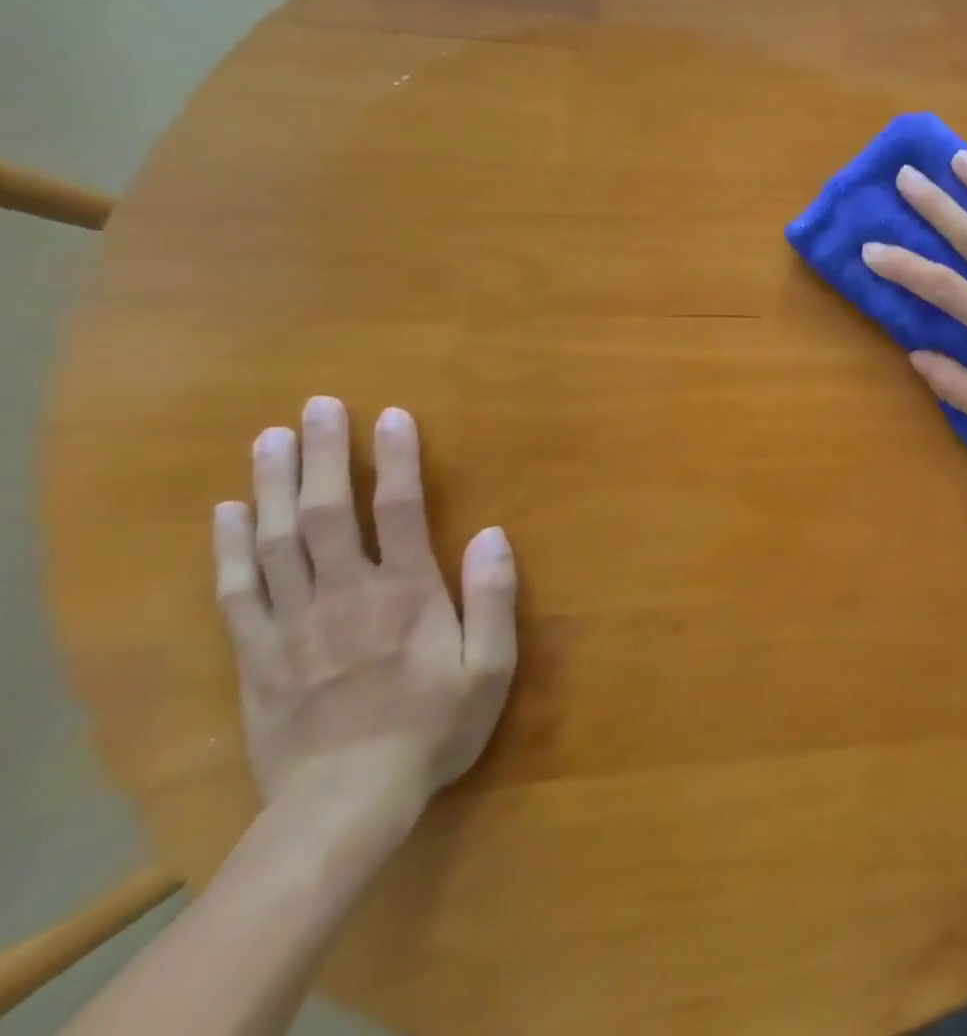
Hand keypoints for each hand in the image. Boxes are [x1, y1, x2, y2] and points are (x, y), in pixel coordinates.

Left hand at [212, 397, 517, 831]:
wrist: (343, 804)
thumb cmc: (433, 727)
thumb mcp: (490, 667)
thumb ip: (494, 598)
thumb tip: (492, 533)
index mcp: (406, 594)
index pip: (399, 510)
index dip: (395, 458)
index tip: (391, 415)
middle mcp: (345, 594)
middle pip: (327, 512)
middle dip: (322, 455)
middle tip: (316, 407)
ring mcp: (292, 623)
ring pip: (275, 541)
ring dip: (272, 485)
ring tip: (268, 439)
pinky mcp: (255, 653)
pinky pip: (236, 590)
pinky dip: (228, 547)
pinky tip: (227, 512)